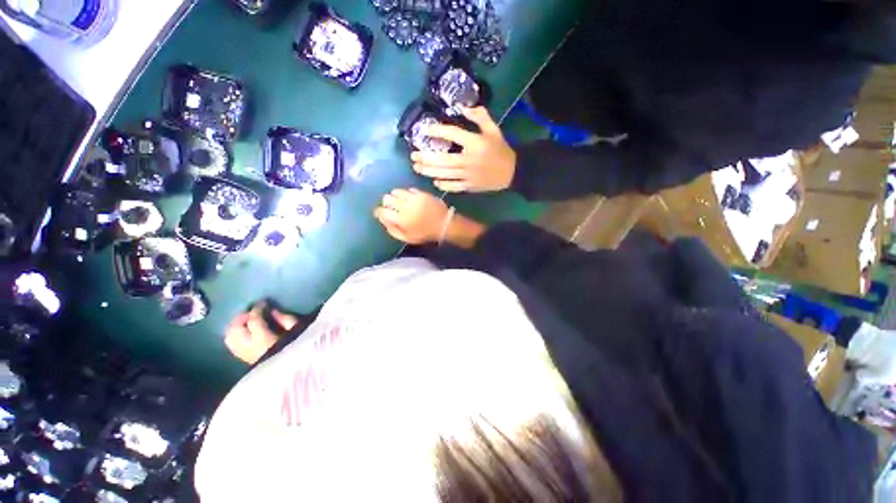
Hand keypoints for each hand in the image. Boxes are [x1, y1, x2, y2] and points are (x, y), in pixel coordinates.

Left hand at [224, 302, 298, 364]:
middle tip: (252, 310)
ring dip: (235, 326)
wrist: (292, 371)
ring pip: (229, 337)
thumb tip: (271, 310)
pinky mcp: (244, 359)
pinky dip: (234, 336)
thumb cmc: (297, 346)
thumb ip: (284, 319)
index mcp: (263, 339)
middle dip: (241, 317)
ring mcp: (244, 354)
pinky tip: (243, 332)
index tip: (264, 302)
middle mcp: (248, 347)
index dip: (257, 308)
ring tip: (246, 320)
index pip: (253, 320)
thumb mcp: (296, 329)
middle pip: (235, 329)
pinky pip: (232, 345)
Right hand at [374, 188, 448, 244]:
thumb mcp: (407, 238)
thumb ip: (392, 230)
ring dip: (395, 197)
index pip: (381, 211)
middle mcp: (405, 206)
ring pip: (396, 191)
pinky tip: (409, 199)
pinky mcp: (421, 193)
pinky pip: (408, 190)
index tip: (381, 214)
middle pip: (386, 198)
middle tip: (391, 208)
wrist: (444, 224)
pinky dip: (406, 194)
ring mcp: (413, 198)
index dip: (379, 212)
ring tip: (400, 202)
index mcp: (400, 219)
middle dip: (386, 203)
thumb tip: (383, 219)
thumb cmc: (425, 234)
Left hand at [411, 107, 516, 192]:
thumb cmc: (500, 149)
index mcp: (475, 143)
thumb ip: (480, 116)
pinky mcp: (470, 186)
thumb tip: (462, 107)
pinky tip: (434, 182)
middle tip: (413, 156)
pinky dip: (443, 185)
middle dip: (426, 158)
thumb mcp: (494, 129)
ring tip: (417, 167)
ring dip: (429, 171)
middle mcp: (469, 160)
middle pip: (443, 159)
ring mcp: (468, 175)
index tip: (424, 130)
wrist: (511, 172)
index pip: (453, 134)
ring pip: (445, 174)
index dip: (437, 131)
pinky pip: (454, 187)